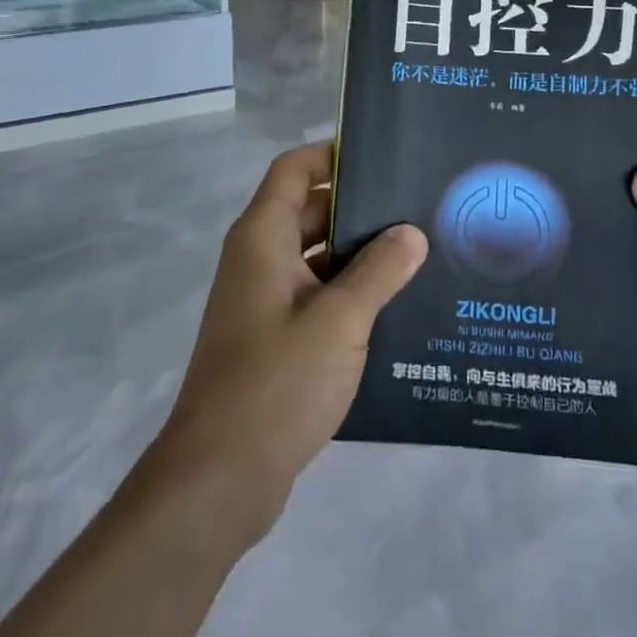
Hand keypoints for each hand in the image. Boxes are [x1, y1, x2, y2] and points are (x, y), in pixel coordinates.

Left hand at [146, 143, 428, 546]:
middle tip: (417, 206)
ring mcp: (265, 301)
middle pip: (309, 211)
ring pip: (316, 257)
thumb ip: (379, 271)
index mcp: (262, 238)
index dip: (333, 155)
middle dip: (359, 207)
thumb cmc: (275, 383)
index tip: (383, 157)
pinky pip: (316, 297)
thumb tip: (411, 232)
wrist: (218, 480)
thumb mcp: (339, 321)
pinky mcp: (274, 339)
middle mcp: (258, 260)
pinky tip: (396, 307)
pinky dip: (349, 293)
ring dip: (359, 255)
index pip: (294, 170)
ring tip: (419, 254)